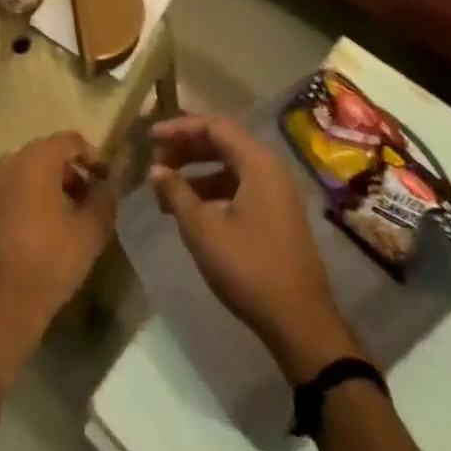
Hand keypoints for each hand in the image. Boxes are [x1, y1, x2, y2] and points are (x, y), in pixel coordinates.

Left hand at [0, 132, 115, 381]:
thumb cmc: (49, 263)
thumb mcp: (90, 232)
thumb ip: (105, 198)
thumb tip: (112, 182)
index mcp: (35, 160)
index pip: (70, 140)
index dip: (93, 156)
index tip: (107, 180)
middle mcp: (7, 164)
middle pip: (46, 155)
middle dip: (71, 173)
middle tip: (90, 201)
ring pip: (25, 174)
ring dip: (48, 187)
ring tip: (67, 219)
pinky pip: (8, 195)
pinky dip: (26, 203)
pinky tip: (37, 234)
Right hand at [150, 116, 363, 381]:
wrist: (300, 323)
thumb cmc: (249, 268)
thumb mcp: (203, 229)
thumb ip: (177, 193)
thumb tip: (156, 169)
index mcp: (258, 163)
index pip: (214, 127)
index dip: (180, 128)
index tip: (151, 138)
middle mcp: (270, 170)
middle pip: (223, 143)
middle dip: (186, 149)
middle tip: (157, 162)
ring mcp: (276, 194)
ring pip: (230, 167)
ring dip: (197, 173)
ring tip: (167, 191)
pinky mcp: (276, 216)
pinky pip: (239, 188)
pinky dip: (212, 191)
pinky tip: (191, 211)